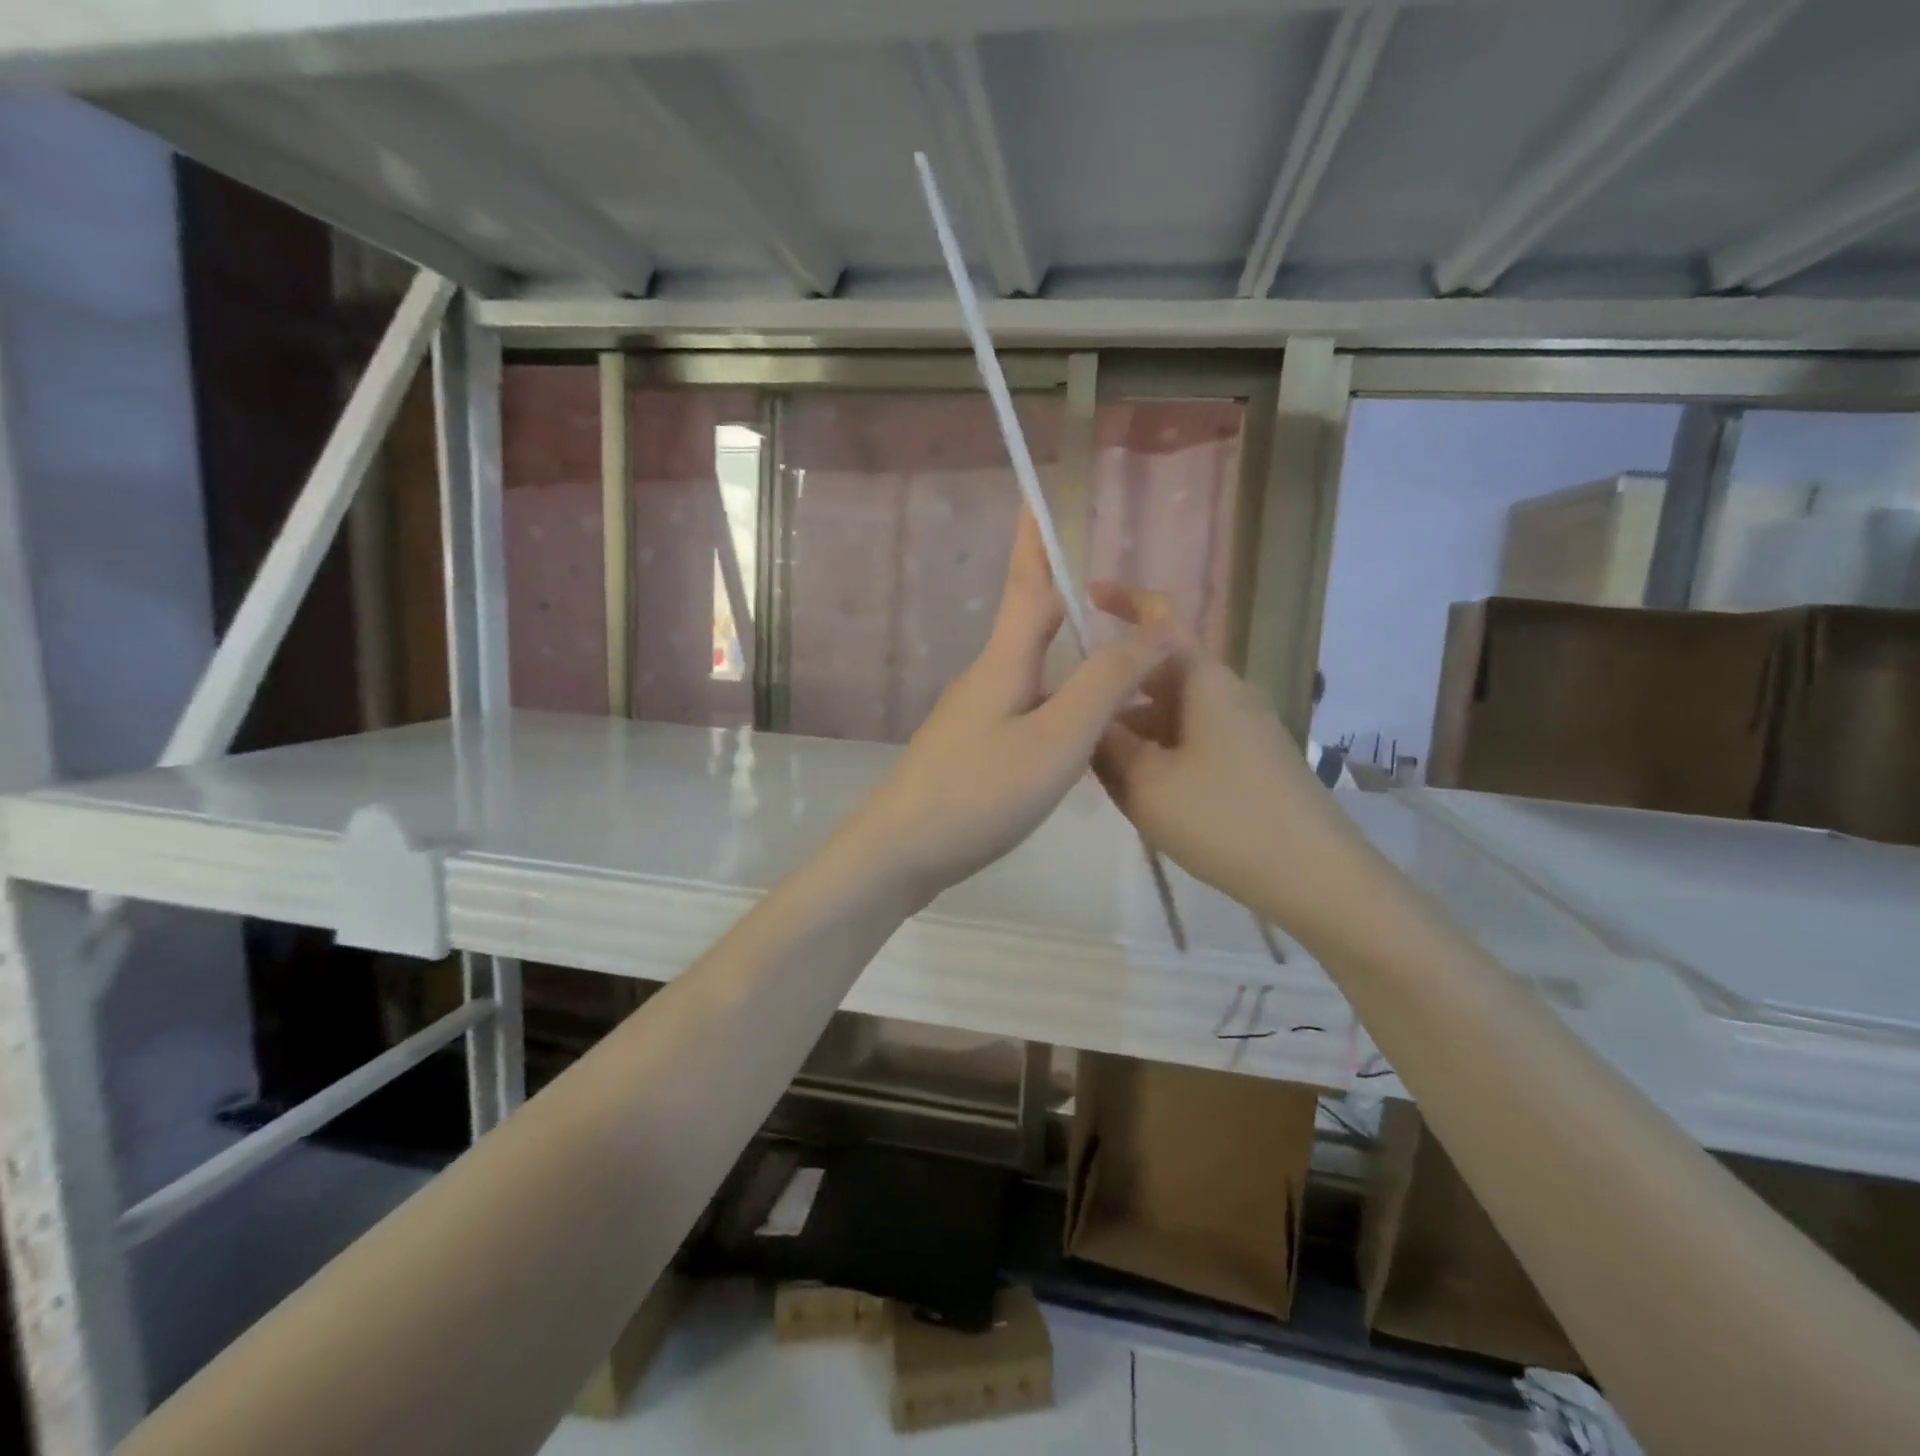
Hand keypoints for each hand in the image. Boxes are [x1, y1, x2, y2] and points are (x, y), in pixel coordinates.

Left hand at [853, 514, 1175, 904]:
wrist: (901, 852)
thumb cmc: (980, 792)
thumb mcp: (1056, 739)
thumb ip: (1104, 682)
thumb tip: (1154, 628)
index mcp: (1004, 662)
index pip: (1027, 583)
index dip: (1035, 538)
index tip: (1037, 495)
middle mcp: (987, 678)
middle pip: (1028, 621)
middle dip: (1060, 590)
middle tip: (1104, 580)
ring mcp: (975, 716)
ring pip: (1031, 668)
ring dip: (1067, 650)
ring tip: (1112, 652)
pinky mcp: (973, 750)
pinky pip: (1025, 706)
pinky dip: (1058, 697)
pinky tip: (1078, 723)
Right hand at [1087, 581, 1348, 921]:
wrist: (1315, 876)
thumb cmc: (1224, 818)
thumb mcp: (1145, 783)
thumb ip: (1104, 744)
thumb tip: (1080, 714)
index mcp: (1202, 681)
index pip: (1160, 618)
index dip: (1123, 598)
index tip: (1083, 595)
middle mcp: (1225, 693)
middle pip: (1158, 671)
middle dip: (1113, 687)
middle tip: (1068, 714)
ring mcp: (1242, 727)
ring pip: (1171, 710)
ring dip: (1131, 726)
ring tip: (1092, 762)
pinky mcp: (1249, 760)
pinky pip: (1189, 738)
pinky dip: (1156, 749)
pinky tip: (1137, 787)